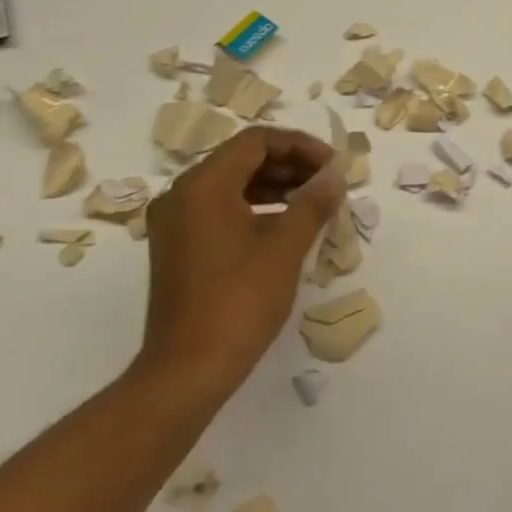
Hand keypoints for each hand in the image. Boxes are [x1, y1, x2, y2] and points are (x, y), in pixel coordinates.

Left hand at [137, 126, 346, 396]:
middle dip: (290, 163)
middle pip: (242, 158)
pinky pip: (220, 208)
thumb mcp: (285, 248)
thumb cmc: (239, 301)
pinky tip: (286, 224)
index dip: (300, 145)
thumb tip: (335, 176)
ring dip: (275, 184)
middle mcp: (182, 195)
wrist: (188, 369)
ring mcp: (175, 222)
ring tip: (315, 200)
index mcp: (203, 186)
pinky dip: (256, 206)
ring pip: (232, 183)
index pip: (256, 141)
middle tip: (328, 181)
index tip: (333, 165)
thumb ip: (313, 203)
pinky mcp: (178, 246)